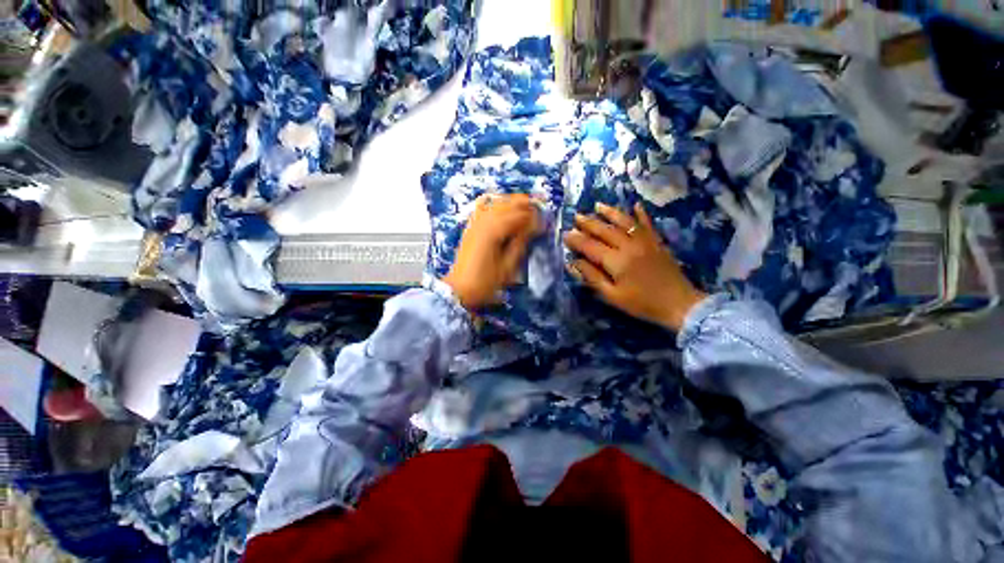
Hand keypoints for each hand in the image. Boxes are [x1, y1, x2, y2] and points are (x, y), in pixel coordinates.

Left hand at [444, 193, 541, 309]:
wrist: (460, 289)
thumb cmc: (486, 282)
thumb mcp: (508, 266)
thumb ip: (521, 243)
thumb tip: (534, 227)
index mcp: (494, 231)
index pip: (518, 215)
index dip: (533, 216)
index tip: (544, 222)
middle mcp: (484, 221)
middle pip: (507, 204)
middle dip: (525, 204)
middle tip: (539, 210)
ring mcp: (475, 222)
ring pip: (496, 203)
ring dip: (512, 202)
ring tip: (525, 207)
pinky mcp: (470, 227)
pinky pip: (483, 208)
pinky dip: (495, 204)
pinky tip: (502, 206)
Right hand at [564, 202, 705, 330]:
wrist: (680, 304)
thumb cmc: (642, 304)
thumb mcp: (612, 296)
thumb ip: (592, 278)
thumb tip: (573, 263)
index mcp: (616, 261)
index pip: (590, 246)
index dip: (576, 240)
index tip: (565, 234)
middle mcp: (629, 246)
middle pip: (604, 230)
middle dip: (588, 223)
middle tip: (576, 217)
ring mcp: (645, 241)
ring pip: (624, 222)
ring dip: (609, 212)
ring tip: (597, 206)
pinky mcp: (657, 242)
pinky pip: (647, 224)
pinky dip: (640, 214)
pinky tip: (635, 205)